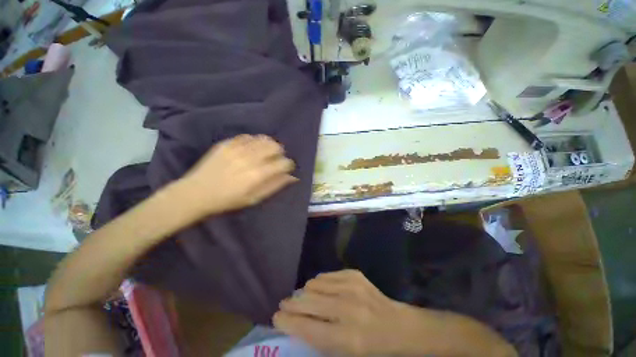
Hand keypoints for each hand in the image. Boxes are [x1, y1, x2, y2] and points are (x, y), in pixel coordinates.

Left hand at [180, 134, 296, 215]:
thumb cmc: (228, 199)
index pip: (284, 163)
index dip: (288, 165)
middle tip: (274, 160)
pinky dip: (254, 141)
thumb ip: (275, 186)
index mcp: (258, 174)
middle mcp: (250, 158)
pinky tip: (251, 149)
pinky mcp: (227, 143)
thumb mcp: (255, 198)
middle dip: (280, 153)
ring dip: (268, 145)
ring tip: (264, 153)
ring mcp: (237, 148)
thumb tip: (292, 177)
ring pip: (263, 139)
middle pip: (276, 146)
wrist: (196, 192)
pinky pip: (248, 136)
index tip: (285, 168)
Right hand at [273, 270, 406, 355]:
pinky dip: (319, 283)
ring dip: (305, 293)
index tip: (276, 317)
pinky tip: (321, 290)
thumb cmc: (371, 347)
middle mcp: (347, 309)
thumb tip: (296, 322)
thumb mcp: (345, 354)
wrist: (397, 325)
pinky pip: (326, 276)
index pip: (307, 328)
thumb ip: (319, 339)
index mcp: (347, 338)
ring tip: (305, 298)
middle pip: (308, 302)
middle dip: (291, 304)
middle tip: (285, 305)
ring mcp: (351, 287)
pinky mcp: (354, 275)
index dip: (287, 322)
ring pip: (314, 284)